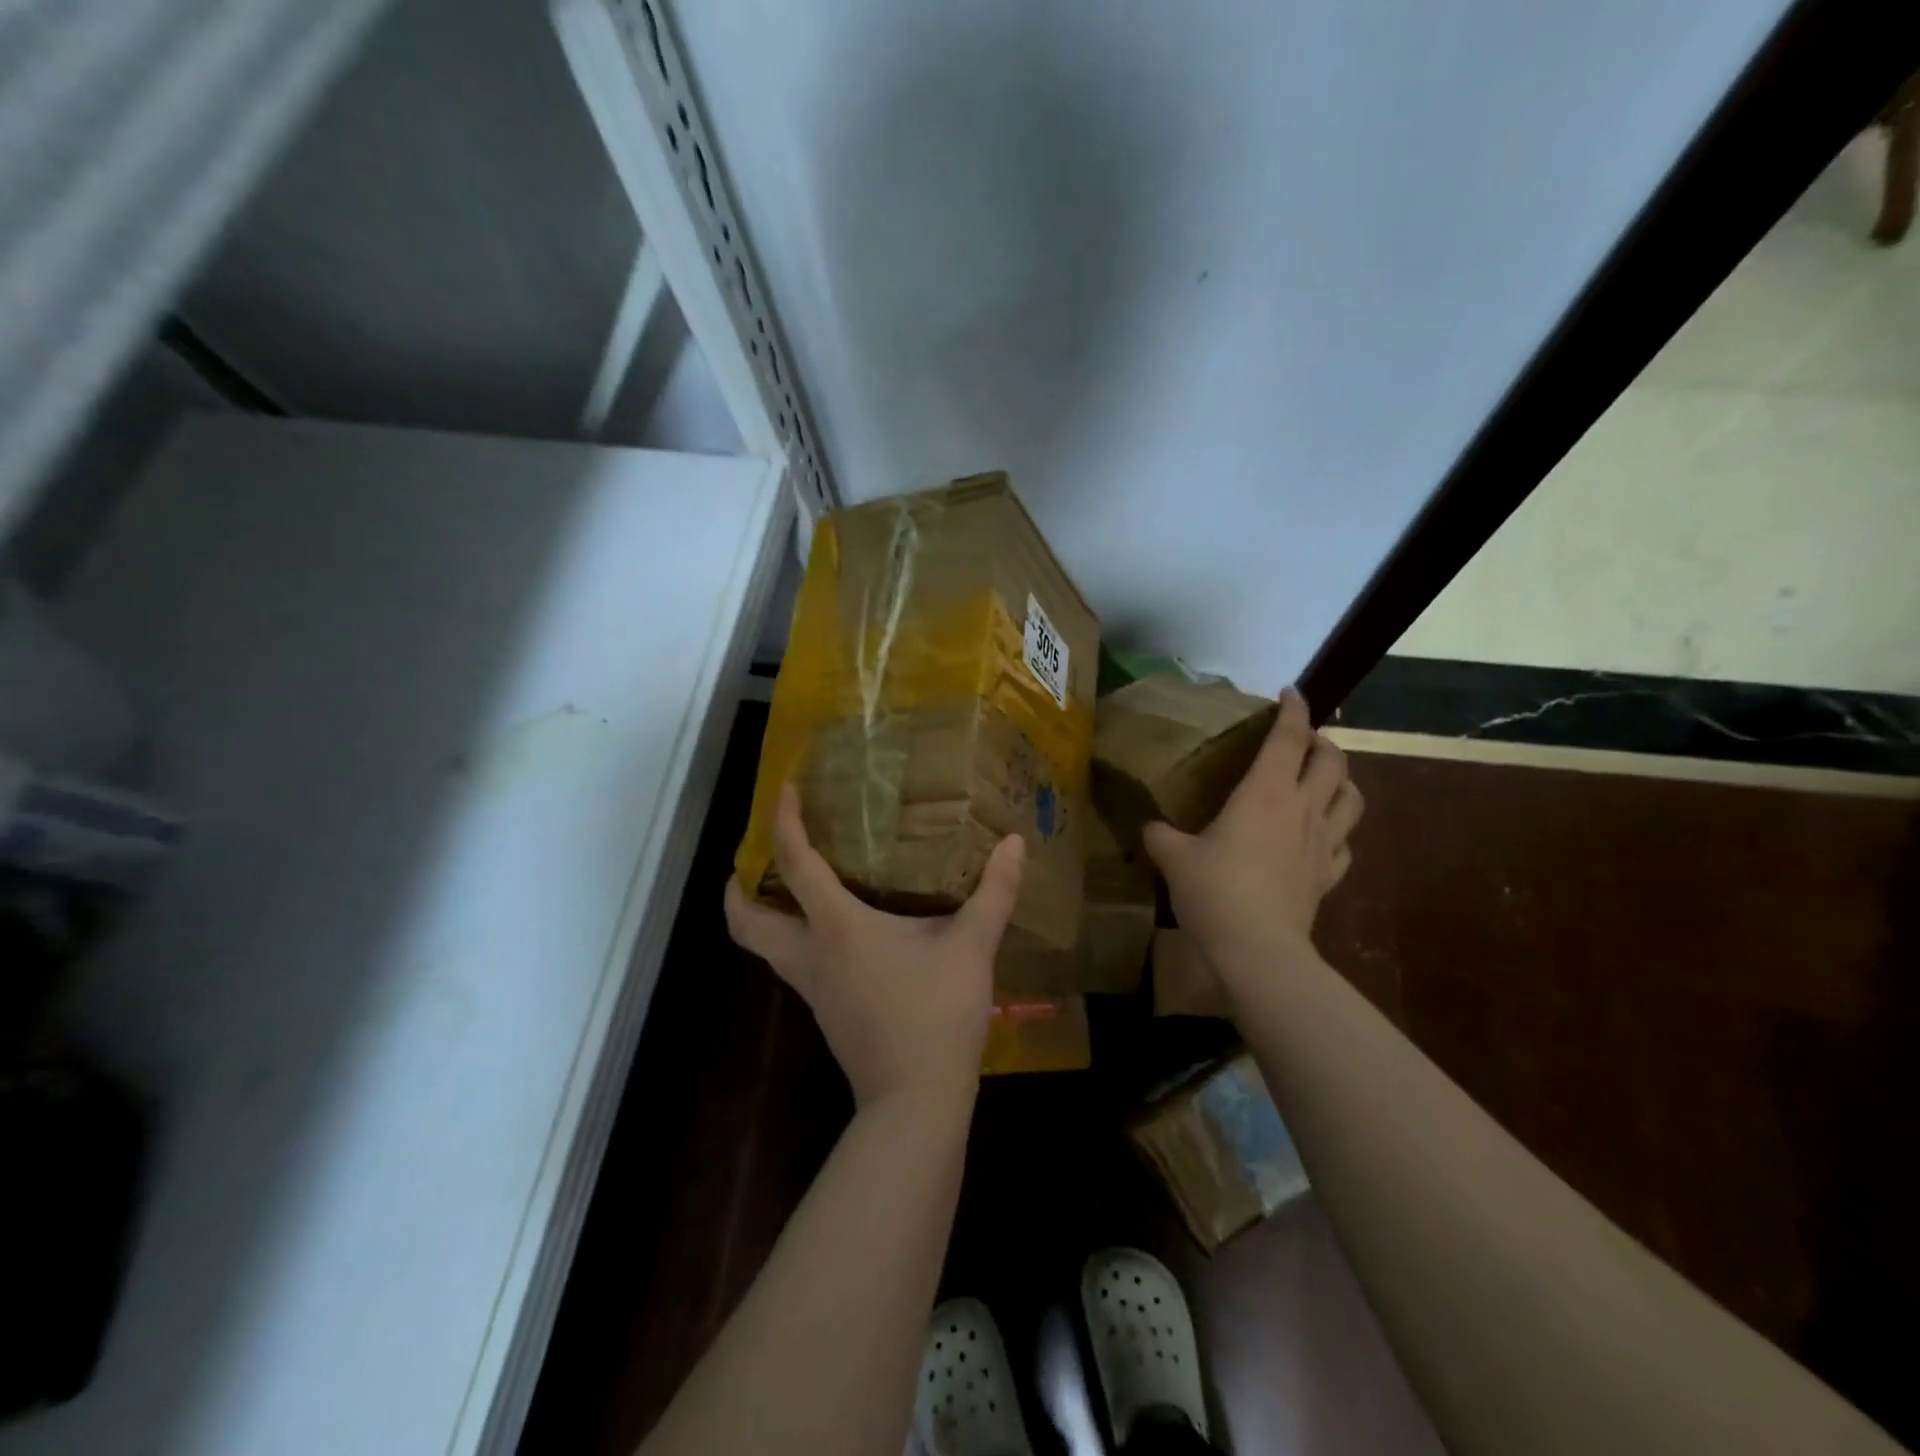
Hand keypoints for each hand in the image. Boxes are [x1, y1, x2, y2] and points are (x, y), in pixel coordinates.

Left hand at [725, 784, 1026, 1110]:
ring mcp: (814, 991)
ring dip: (764, 917)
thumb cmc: (936, 1014)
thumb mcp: (972, 946)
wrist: (916, 1102)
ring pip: (767, 949)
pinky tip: (837, 937)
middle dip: (736, 890)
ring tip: (790, 891)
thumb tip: (1015, 843)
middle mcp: (812, 956)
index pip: (796, 863)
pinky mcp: (828, 1015)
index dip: (784, 822)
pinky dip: (798, 943)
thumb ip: (994, 892)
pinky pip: (796, 968)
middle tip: (749, 861)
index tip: (782, 790)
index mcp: (837, 927)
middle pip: (746, 923)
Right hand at [1142, 687, 1361, 962]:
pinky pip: (1346, 843)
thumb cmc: (1215, 891)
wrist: (1258, 948)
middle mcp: (1302, 809)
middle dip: (1322, 741)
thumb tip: (1150, 828)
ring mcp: (1322, 843)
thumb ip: (1160, 835)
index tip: (1290, 692)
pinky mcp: (1328, 875)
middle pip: (1332, 760)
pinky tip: (1325, 835)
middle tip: (1302, 741)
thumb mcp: (1173, 857)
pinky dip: (1339, 830)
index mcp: (1264, 793)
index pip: (1289, 738)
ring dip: (1343, 780)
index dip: (1294, 709)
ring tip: (1325, 779)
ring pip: (1352, 797)